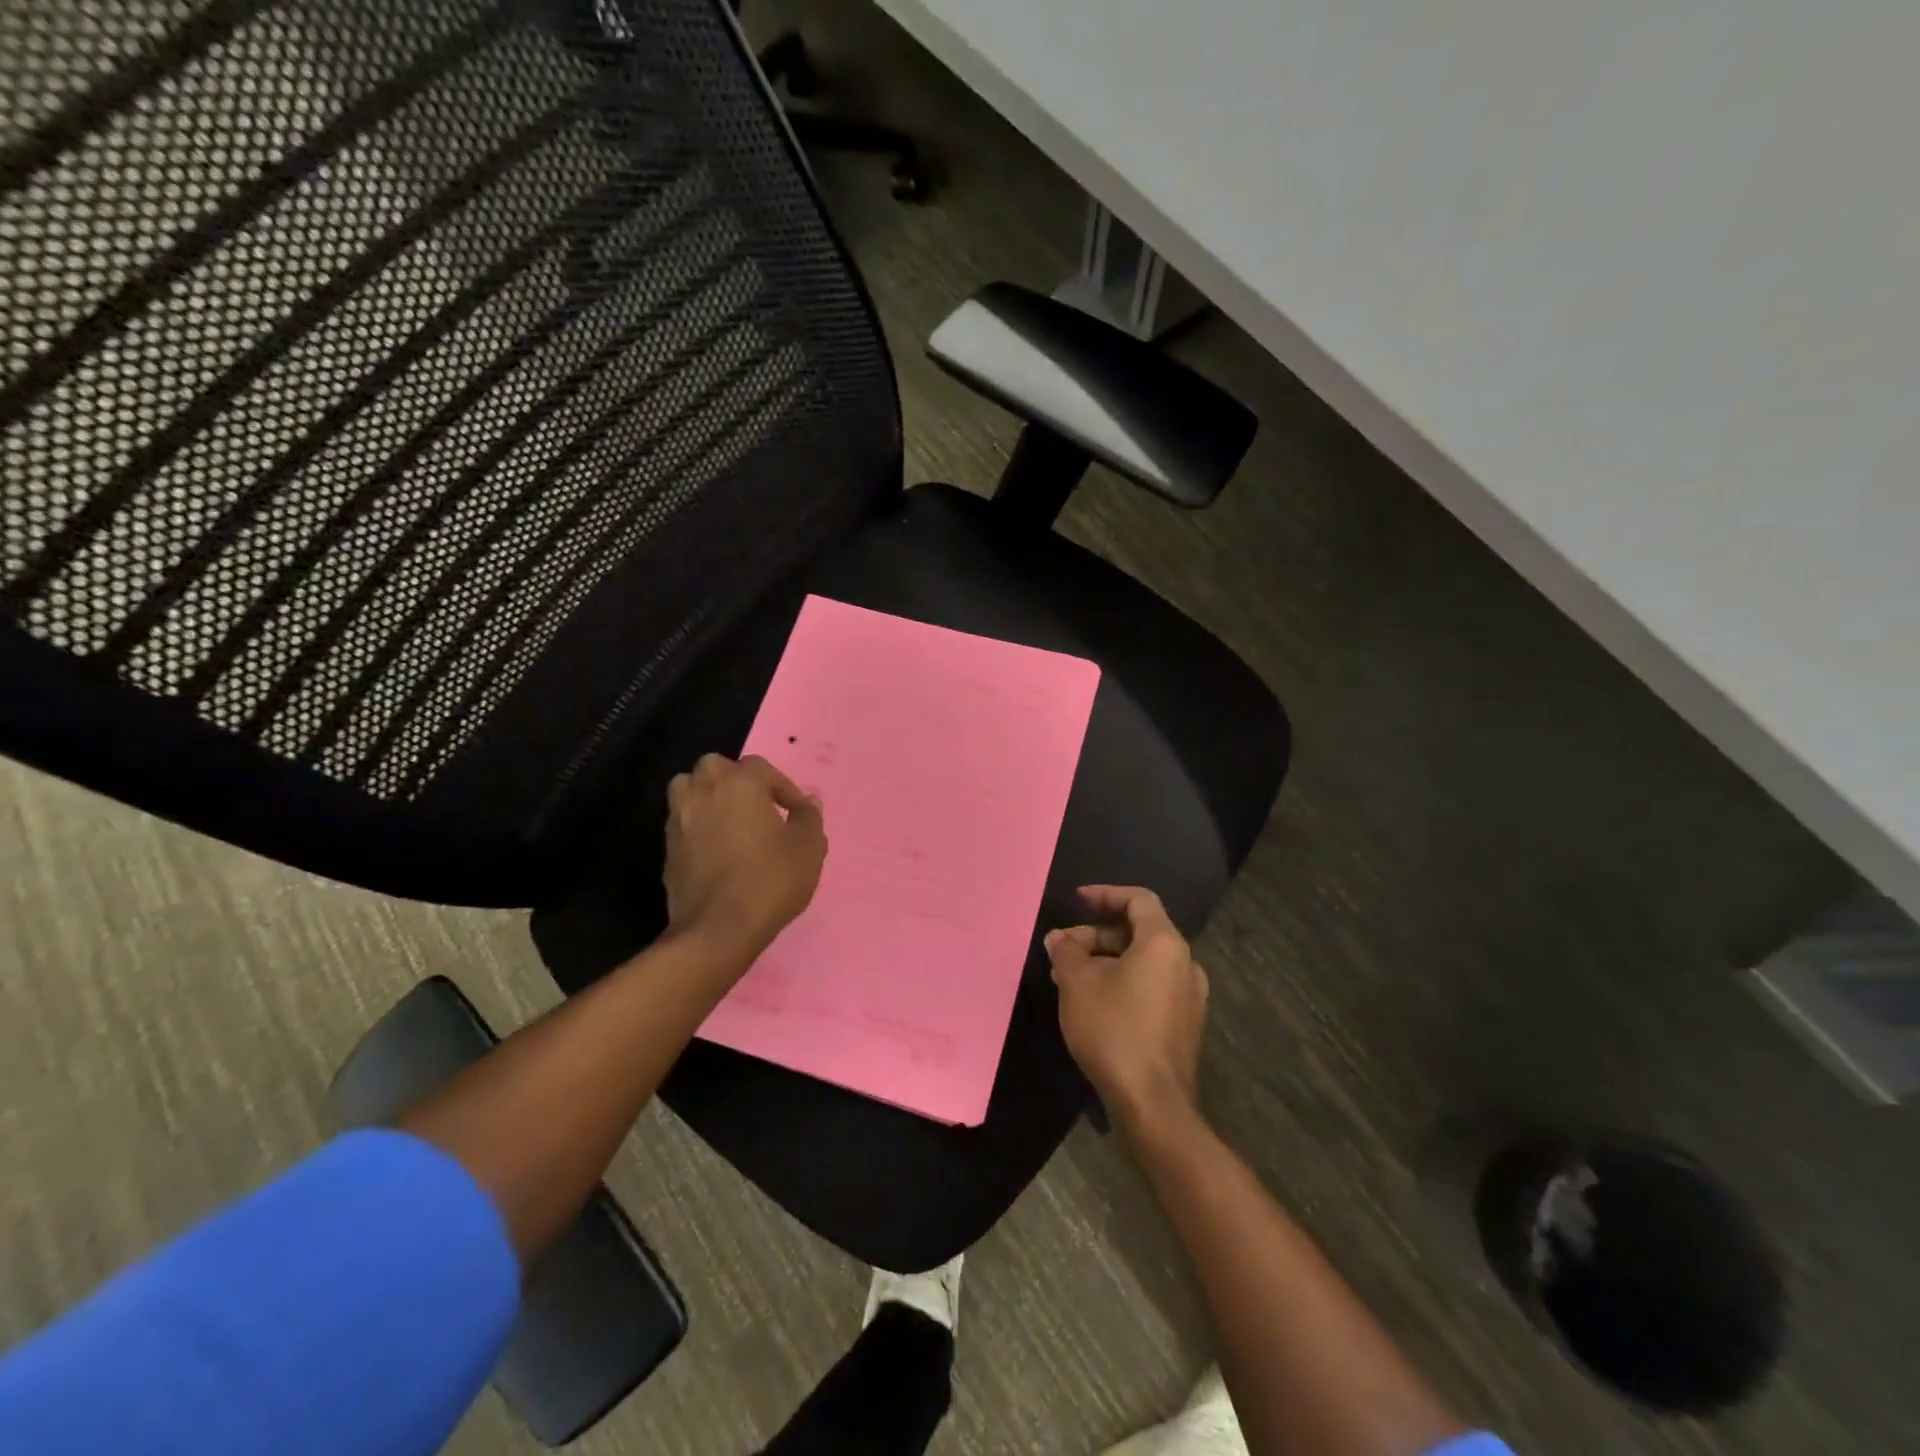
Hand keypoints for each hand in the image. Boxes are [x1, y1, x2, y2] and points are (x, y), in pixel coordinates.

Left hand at [664, 754, 826, 964]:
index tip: (796, 812)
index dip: (782, 787)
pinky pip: (683, 822)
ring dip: (708, 796)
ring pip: (689, 788)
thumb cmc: (770, 880)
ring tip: (730, 821)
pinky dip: (698, 827)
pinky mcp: (668, 848)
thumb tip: (808, 801)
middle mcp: (704, 791)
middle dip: (736, 780)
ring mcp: (679, 819)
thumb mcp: (808, 848)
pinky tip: (716, 850)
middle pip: (716, 767)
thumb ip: (809, 817)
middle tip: (758, 807)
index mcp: (740, 784)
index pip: (761, 767)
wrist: (718, 929)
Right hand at [1046, 885, 1207, 1134]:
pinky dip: (1122, 982)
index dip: (1105, 894)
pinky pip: (1150, 986)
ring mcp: (1189, 997)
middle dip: (1097, 933)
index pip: (1138, 900)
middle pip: (1139, 931)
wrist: (1152, 1103)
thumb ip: (1066, 950)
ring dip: (1106, 960)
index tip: (1076, 900)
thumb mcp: (1078, 982)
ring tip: (1069, 976)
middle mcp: (1185, 963)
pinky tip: (1092, 1002)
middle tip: (1063, 947)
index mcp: (1164, 943)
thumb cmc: (1114, 1028)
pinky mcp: (1184, 1025)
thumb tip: (1059, 938)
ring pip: (1143, 962)